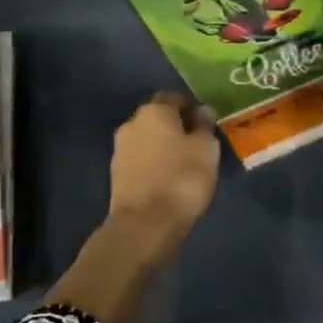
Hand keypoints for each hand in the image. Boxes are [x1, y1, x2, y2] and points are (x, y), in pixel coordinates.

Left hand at [108, 93, 220, 255]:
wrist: (143, 225)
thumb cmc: (181, 179)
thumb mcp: (206, 150)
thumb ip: (204, 126)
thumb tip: (202, 110)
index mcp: (154, 110)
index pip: (174, 97)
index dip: (191, 106)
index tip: (206, 121)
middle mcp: (132, 123)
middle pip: (157, 116)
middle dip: (175, 125)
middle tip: (196, 142)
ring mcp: (120, 148)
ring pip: (147, 138)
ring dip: (162, 145)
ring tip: (183, 162)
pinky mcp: (116, 173)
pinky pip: (140, 159)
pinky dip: (153, 163)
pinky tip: (167, 177)